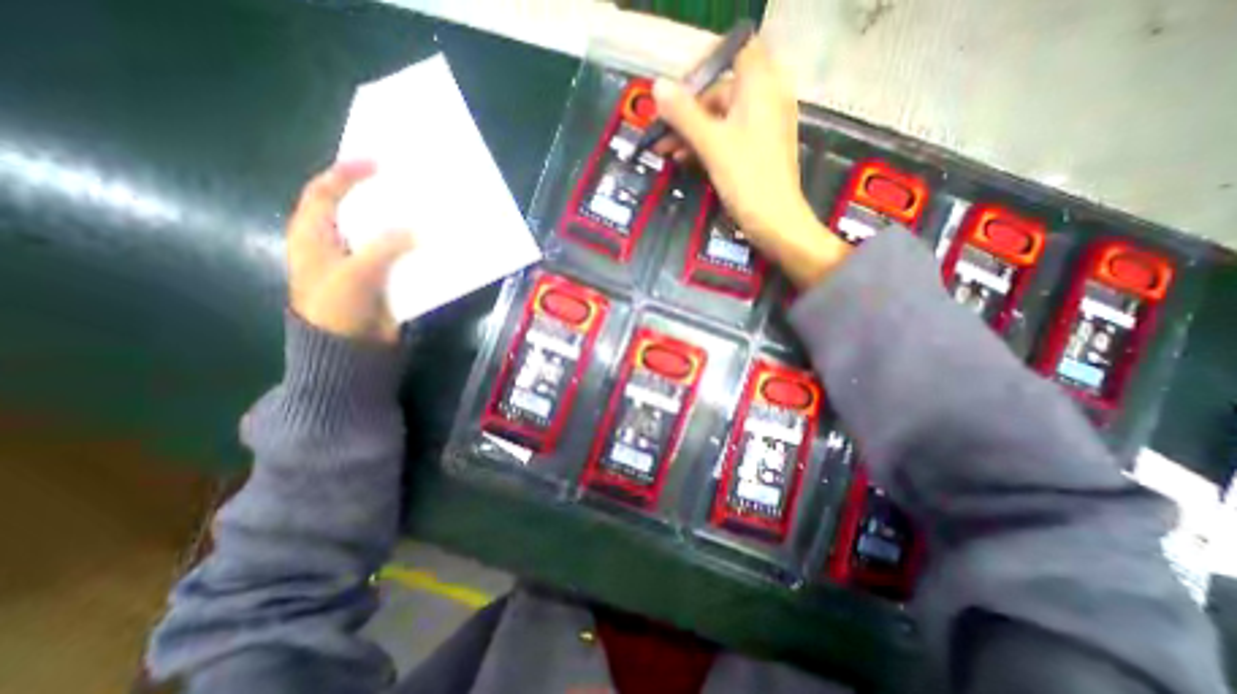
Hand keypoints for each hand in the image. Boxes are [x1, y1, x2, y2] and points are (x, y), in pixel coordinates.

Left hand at [285, 163, 414, 346]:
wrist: (349, 349)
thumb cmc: (338, 308)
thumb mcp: (356, 274)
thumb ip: (384, 247)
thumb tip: (418, 230)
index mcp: (313, 236)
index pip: (323, 192)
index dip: (345, 173)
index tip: (375, 162)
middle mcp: (335, 244)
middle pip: (355, 209)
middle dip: (378, 195)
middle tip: (406, 184)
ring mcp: (360, 262)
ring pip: (380, 233)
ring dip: (400, 223)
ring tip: (423, 210)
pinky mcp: (381, 278)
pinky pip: (398, 256)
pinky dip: (412, 248)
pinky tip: (430, 243)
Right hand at [648, 39, 851, 286]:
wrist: (775, 222)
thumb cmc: (746, 179)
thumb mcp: (711, 144)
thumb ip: (684, 114)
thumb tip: (657, 86)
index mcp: (760, 87)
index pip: (733, 54)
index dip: (704, 67)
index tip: (676, 92)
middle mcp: (766, 99)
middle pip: (721, 91)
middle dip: (688, 112)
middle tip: (661, 133)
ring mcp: (763, 126)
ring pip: (721, 118)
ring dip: (692, 132)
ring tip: (665, 152)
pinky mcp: (758, 149)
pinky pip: (729, 136)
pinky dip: (707, 145)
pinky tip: (685, 159)